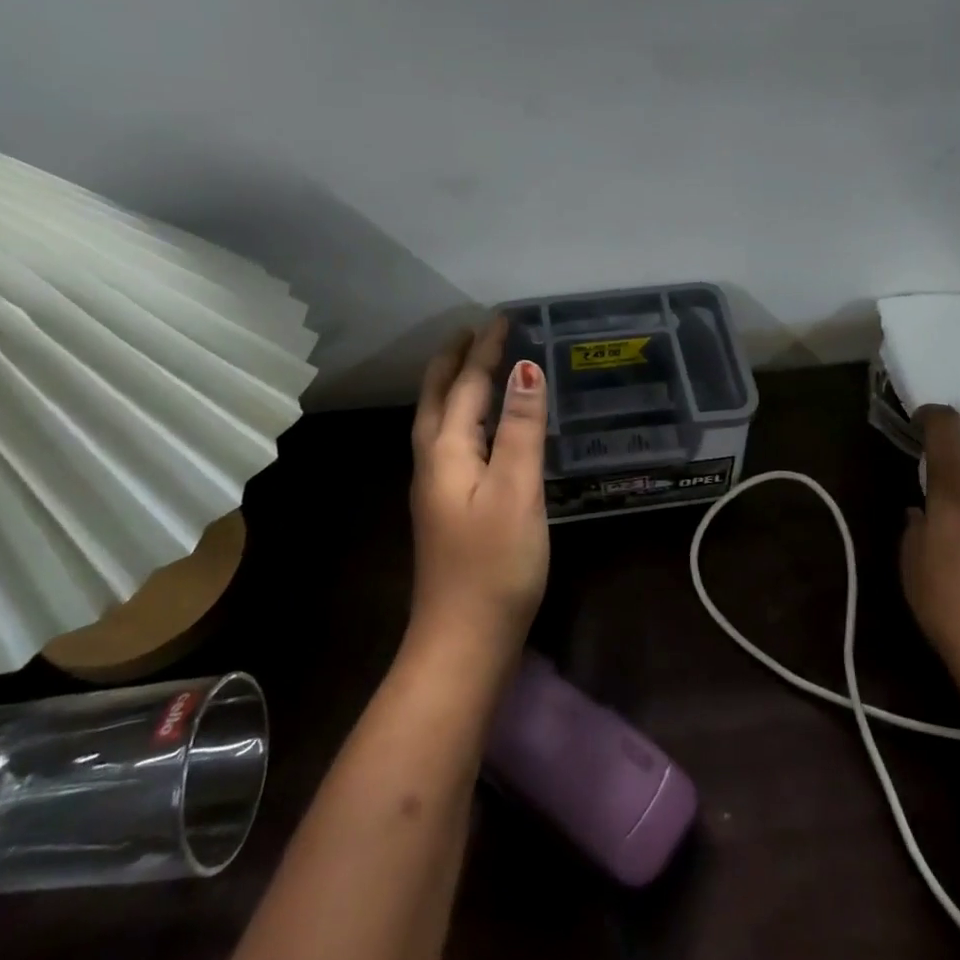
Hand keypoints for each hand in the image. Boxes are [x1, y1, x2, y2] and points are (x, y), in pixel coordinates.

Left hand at [409, 318, 550, 657]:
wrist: (464, 642)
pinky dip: (463, 415)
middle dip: (455, 360)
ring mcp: (437, 487)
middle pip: (439, 398)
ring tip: (473, 365)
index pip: (467, 385)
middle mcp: (434, 462)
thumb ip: (522, 429)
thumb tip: (526, 369)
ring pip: (440, 420)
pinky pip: (451, 441)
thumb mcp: (517, 490)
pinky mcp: (448, 507)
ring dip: (454, 385)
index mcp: (447, 451)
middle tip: (474, 331)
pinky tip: (479, 427)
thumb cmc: (495, 564)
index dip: (485, 350)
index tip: (502, 317)